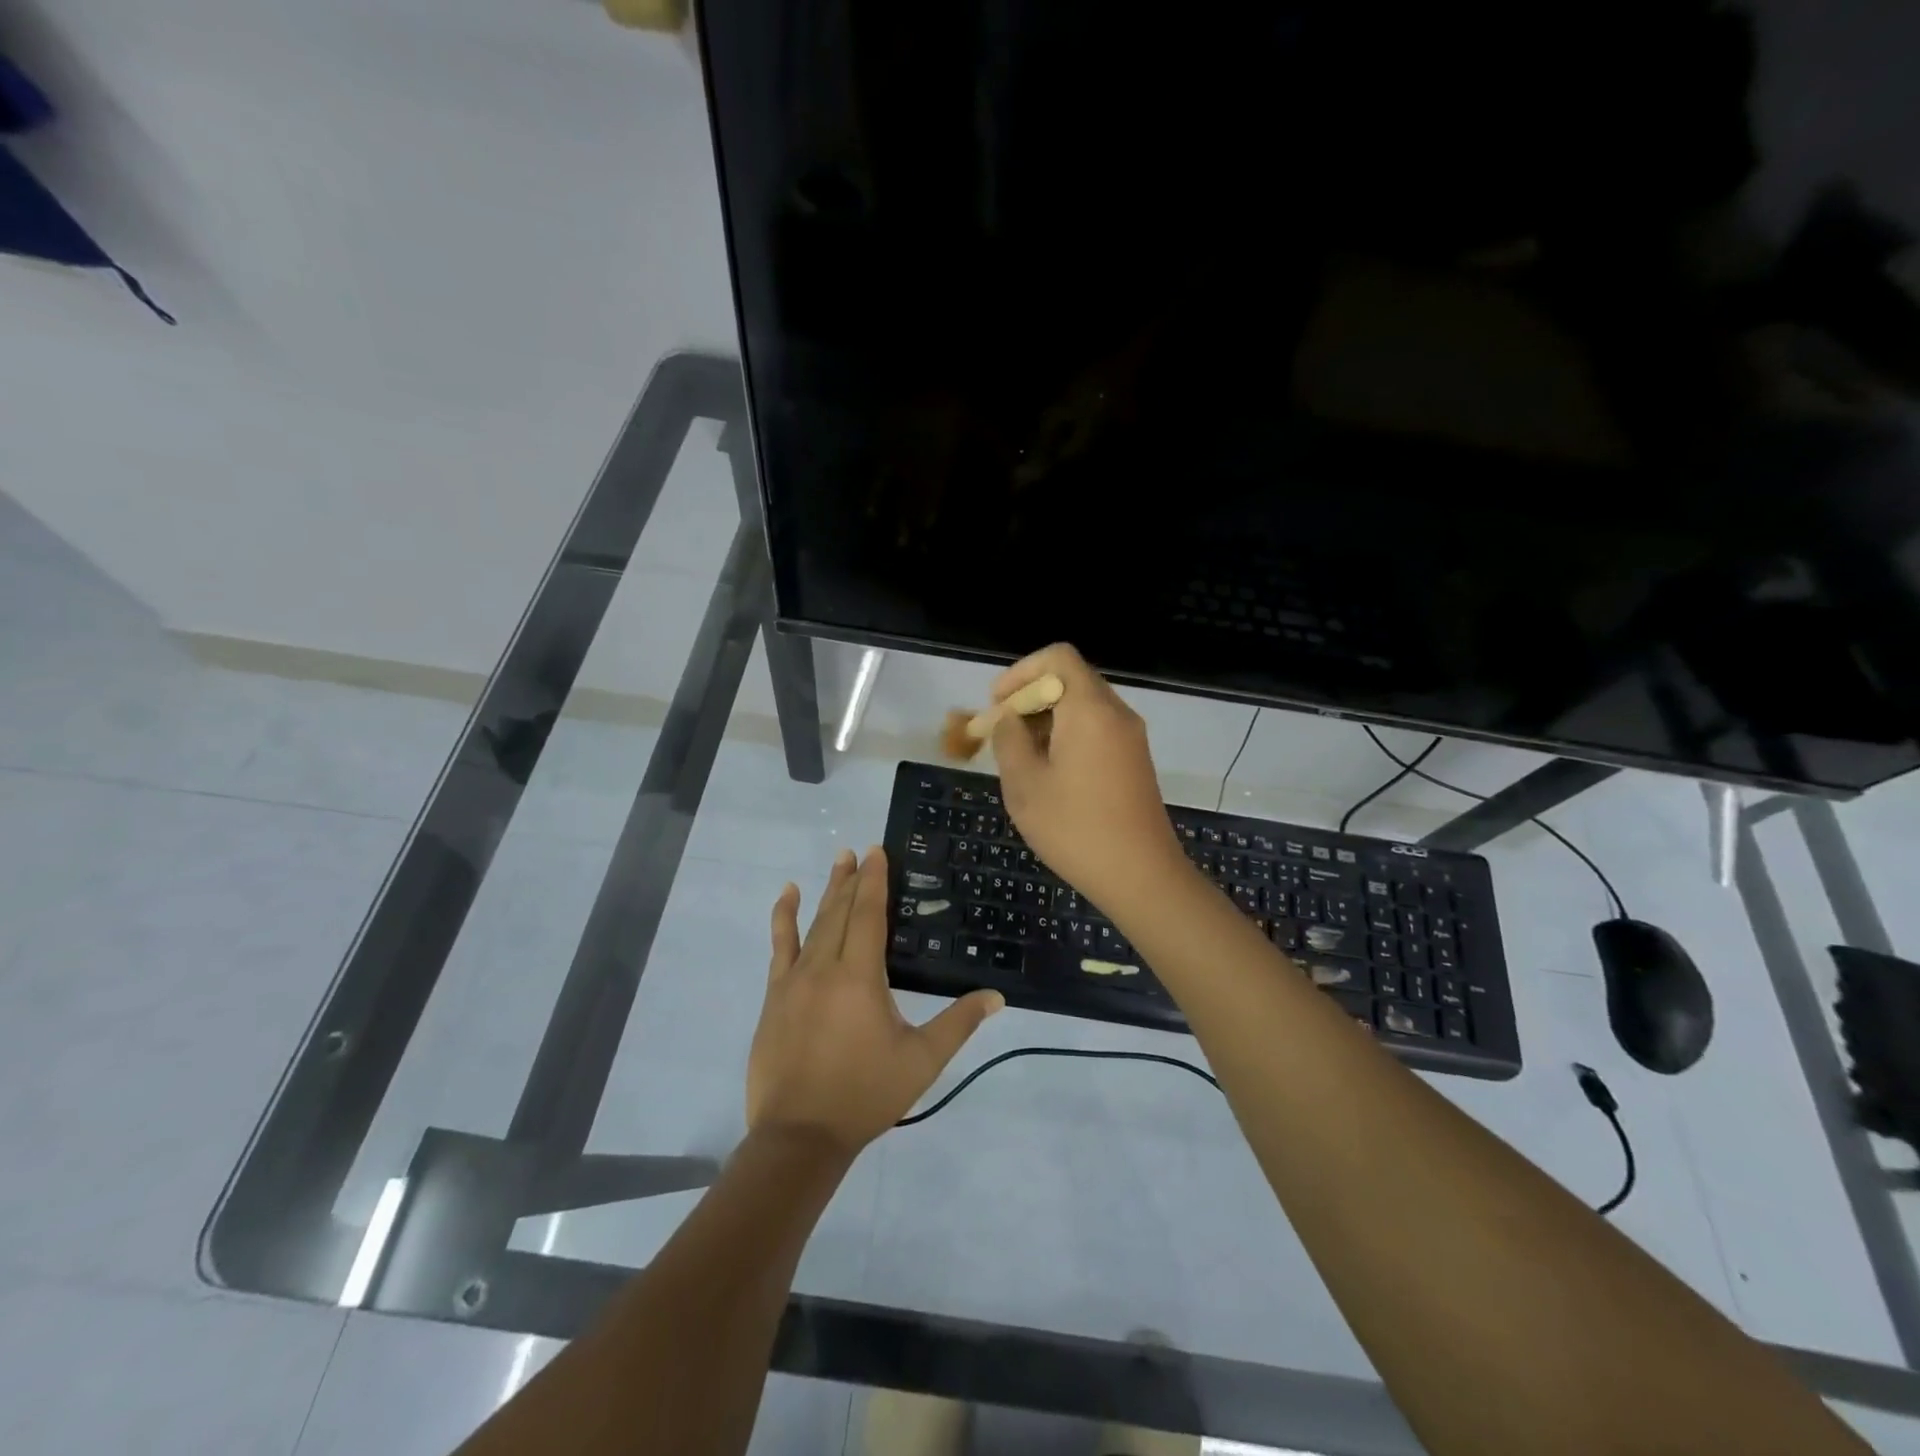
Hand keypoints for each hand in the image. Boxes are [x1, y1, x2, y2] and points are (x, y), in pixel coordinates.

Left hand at [748, 848, 1002, 1153]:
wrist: (799, 1135)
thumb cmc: (865, 1095)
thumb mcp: (921, 1061)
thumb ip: (958, 1023)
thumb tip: (996, 996)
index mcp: (860, 977)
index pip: (869, 915)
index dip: (875, 881)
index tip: (878, 851)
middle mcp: (825, 967)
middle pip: (841, 912)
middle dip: (853, 879)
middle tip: (860, 851)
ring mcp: (794, 980)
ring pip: (813, 924)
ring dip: (827, 891)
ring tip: (838, 862)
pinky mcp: (775, 996)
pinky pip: (779, 946)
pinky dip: (784, 918)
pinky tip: (787, 896)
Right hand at [990, 643, 1187, 911]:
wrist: (1141, 876)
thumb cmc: (1075, 829)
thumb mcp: (1025, 785)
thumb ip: (1009, 740)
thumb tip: (1007, 718)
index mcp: (1090, 710)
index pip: (1058, 657)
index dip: (1021, 672)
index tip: (998, 705)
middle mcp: (1116, 713)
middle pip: (1070, 680)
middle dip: (1030, 698)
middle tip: (1002, 733)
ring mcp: (1130, 737)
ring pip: (1083, 706)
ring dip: (1047, 719)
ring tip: (1020, 757)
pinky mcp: (1135, 760)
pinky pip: (1097, 729)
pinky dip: (1068, 736)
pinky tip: (1050, 773)